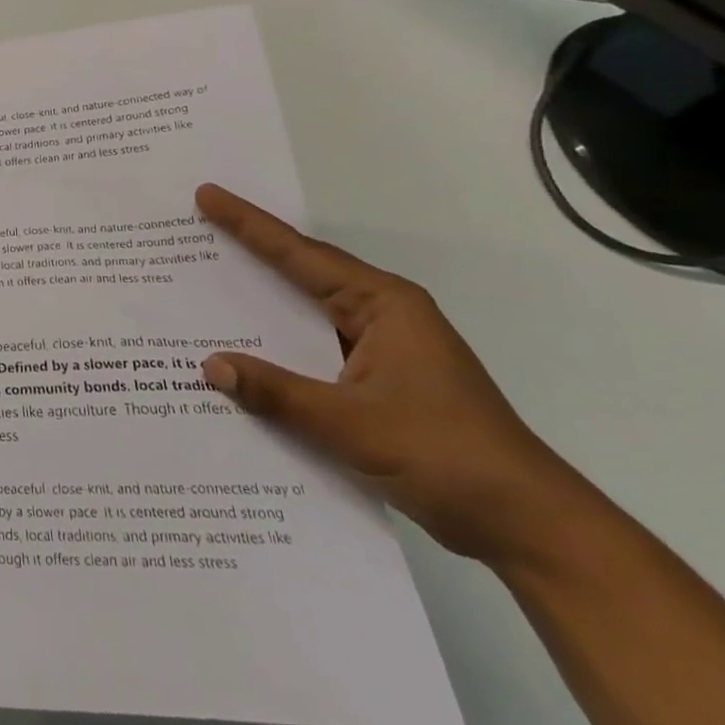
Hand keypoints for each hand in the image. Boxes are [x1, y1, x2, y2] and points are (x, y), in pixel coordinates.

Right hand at [195, 184, 584, 568]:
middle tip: (194, 231)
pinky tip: (241, 359)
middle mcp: (381, 317)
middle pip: (300, 275)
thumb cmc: (448, 457)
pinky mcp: (378, 384)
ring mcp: (381, 351)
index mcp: (383, 305)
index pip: (300, 254)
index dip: (247, 224)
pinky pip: (312, 353)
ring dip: (259, 307)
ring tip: (202, 288)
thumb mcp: (352, 424)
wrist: (531, 529)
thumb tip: (209, 366)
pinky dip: (277, 351)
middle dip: (247, 253)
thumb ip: (277, 393)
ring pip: (304, 317)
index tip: (206, 195)